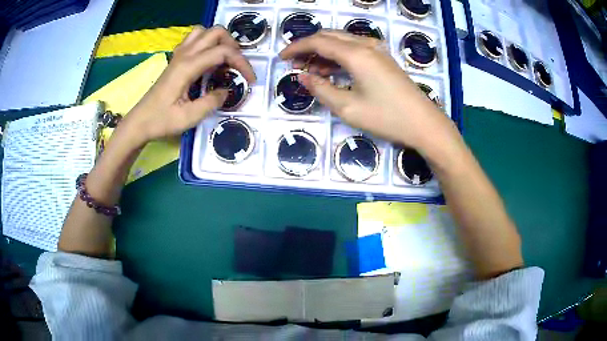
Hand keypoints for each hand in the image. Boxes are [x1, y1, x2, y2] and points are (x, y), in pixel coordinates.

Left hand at [122, 26, 256, 147]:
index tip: (250, 80)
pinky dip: (205, 43)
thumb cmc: (161, 121)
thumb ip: (212, 102)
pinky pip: (193, 39)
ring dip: (218, 40)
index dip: (242, 63)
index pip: (223, 52)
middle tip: (237, 66)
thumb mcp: (189, 117)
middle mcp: (184, 55)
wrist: (139, 122)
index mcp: (188, 67)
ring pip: (203, 31)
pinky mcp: (175, 59)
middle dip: (233, 46)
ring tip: (223, 59)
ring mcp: (178, 55)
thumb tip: (227, 90)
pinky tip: (207, 60)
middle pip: (215, 32)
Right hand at [279, 31, 456, 150]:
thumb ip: (321, 89)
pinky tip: (331, 71)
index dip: (296, 47)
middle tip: (294, 64)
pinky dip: (338, 56)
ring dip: (323, 52)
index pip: (318, 42)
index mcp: (355, 54)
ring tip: (310, 71)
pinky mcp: (383, 58)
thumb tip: (302, 77)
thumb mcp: (348, 108)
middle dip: (308, 47)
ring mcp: (377, 50)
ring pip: (341, 41)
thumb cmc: (387, 117)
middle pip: (329, 36)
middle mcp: (365, 45)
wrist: (424, 124)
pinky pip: (354, 49)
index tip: (281, 57)